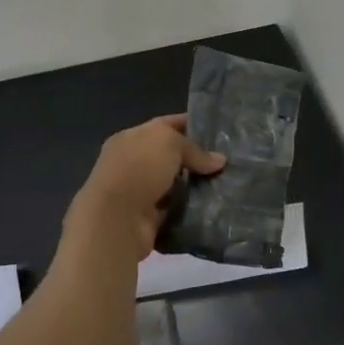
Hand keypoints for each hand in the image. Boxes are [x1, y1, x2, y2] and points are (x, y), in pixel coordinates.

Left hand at [68, 113, 224, 258]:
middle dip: (196, 158)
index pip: (165, 125)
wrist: (116, 219)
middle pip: (171, 156)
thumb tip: (219, 160)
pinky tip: (214, 205)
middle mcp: (133, 162)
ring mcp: (140, 191)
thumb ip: (194, 149)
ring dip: (195, 185)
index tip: (217, 131)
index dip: (191, 125)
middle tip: (227, 161)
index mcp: (131, 138)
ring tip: (226, 183)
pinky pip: (175, 208)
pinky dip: (190, 208)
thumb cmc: (139, 168)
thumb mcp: (169, 143)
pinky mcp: (148, 218)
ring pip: (174, 183)